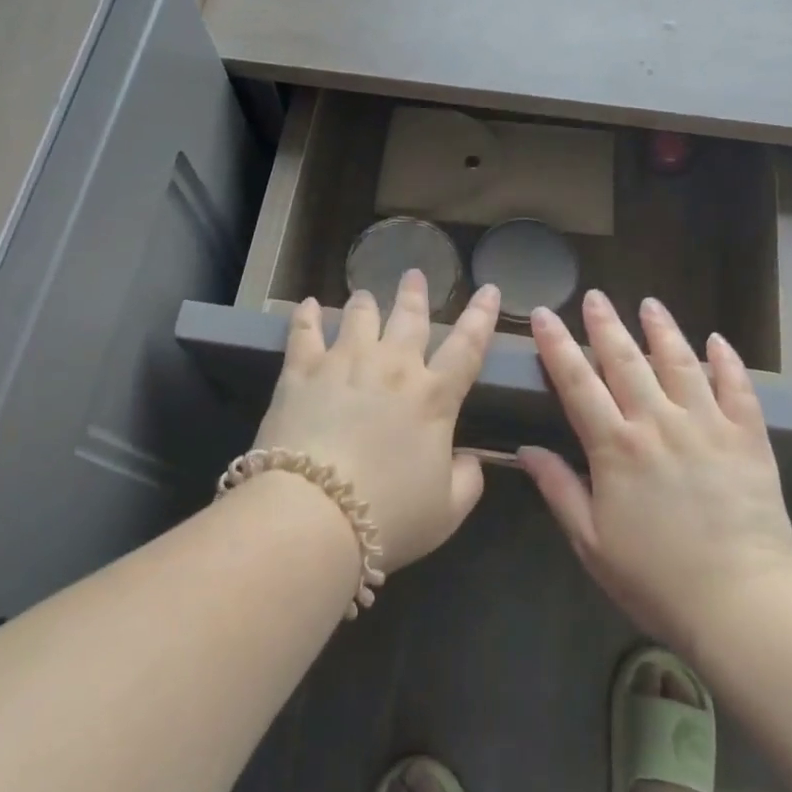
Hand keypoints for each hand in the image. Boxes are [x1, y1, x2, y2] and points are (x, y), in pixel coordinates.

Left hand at [253, 270, 501, 571]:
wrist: (315, 514)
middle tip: (414, 274)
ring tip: (365, 293)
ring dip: (366, 301)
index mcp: (434, 397)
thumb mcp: (447, 511)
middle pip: (409, 318)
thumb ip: (468, 481)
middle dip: (415, 294)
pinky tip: (309, 305)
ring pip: (359, 316)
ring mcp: (344, 363)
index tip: (490, 289)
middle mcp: (393, 368)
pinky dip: (307, 315)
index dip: (482, 316)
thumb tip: (471, 459)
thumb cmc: (390, 516)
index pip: (468, 346)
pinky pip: (304, 332)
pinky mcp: (301, 371)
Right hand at [518, 290, 791, 650]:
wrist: (741, 604)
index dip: (557, 345)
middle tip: (594, 296)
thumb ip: (559, 489)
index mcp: (616, 447)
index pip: (577, 382)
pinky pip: (737, 388)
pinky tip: (717, 341)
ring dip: (662, 330)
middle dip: (605, 324)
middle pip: (626, 360)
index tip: (544, 315)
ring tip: (650, 304)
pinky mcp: (748, 438)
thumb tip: (526, 449)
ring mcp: (707, 426)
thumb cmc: (656, 580)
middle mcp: (658, 423)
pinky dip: (727, 361)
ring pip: (680, 363)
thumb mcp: (591, 542)